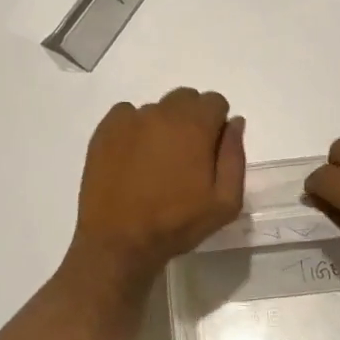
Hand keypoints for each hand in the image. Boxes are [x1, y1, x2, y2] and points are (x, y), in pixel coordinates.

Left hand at [71, 88, 245, 283]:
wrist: (119, 240)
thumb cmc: (177, 223)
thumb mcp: (225, 201)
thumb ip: (234, 156)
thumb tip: (234, 123)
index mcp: (194, 126)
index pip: (214, 101)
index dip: (216, 124)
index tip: (210, 150)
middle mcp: (162, 112)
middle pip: (185, 99)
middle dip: (191, 119)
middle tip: (185, 155)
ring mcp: (130, 119)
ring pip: (156, 109)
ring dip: (162, 125)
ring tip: (155, 162)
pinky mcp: (105, 130)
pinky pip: (126, 115)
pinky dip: (133, 128)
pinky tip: (132, 157)